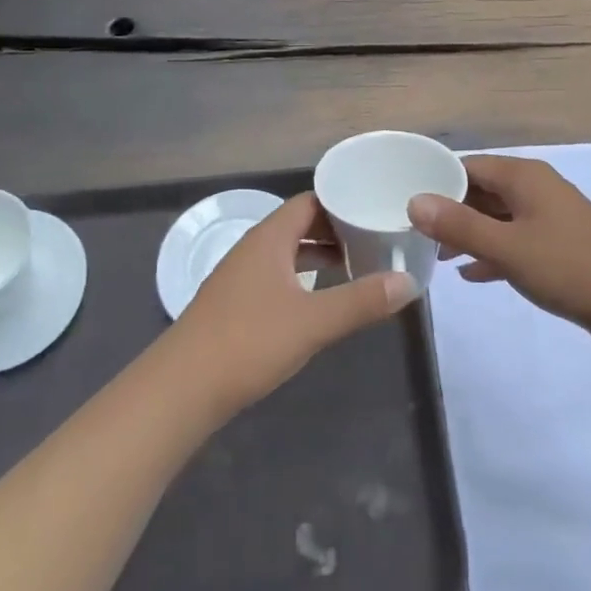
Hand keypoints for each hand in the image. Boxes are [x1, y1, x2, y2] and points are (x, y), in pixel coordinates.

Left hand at [177, 193, 418, 411]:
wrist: (182, 388)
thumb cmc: (249, 342)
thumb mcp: (313, 322)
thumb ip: (361, 300)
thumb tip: (409, 282)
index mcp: (269, 238)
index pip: (310, 202)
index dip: (343, 203)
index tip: (376, 210)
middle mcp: (253, 248)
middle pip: (299, 224)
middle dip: (336, 230)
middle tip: (376, 239)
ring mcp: (241, 276)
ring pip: (287, 252)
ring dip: (319, 255)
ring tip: (356, 266)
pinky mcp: (235, 303)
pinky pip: (277, 274)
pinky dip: (302, 277)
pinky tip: (319, 298)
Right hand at [407, 154, 590, 333]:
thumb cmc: (568, 267)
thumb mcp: (506, 247)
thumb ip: (459, 225)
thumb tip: (415, 201)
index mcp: (523, 177)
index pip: (467, 166)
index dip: (436, 181)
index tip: (406, 202)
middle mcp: (536, 187)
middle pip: (482, 190)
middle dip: (450, 210)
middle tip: (417, 233)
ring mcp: (550, 215)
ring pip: (498, 216)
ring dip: (470, 233)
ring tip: (439, 256)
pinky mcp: (559, 243)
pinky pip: (515, 239)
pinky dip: (493, 251)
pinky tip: (472, 274)